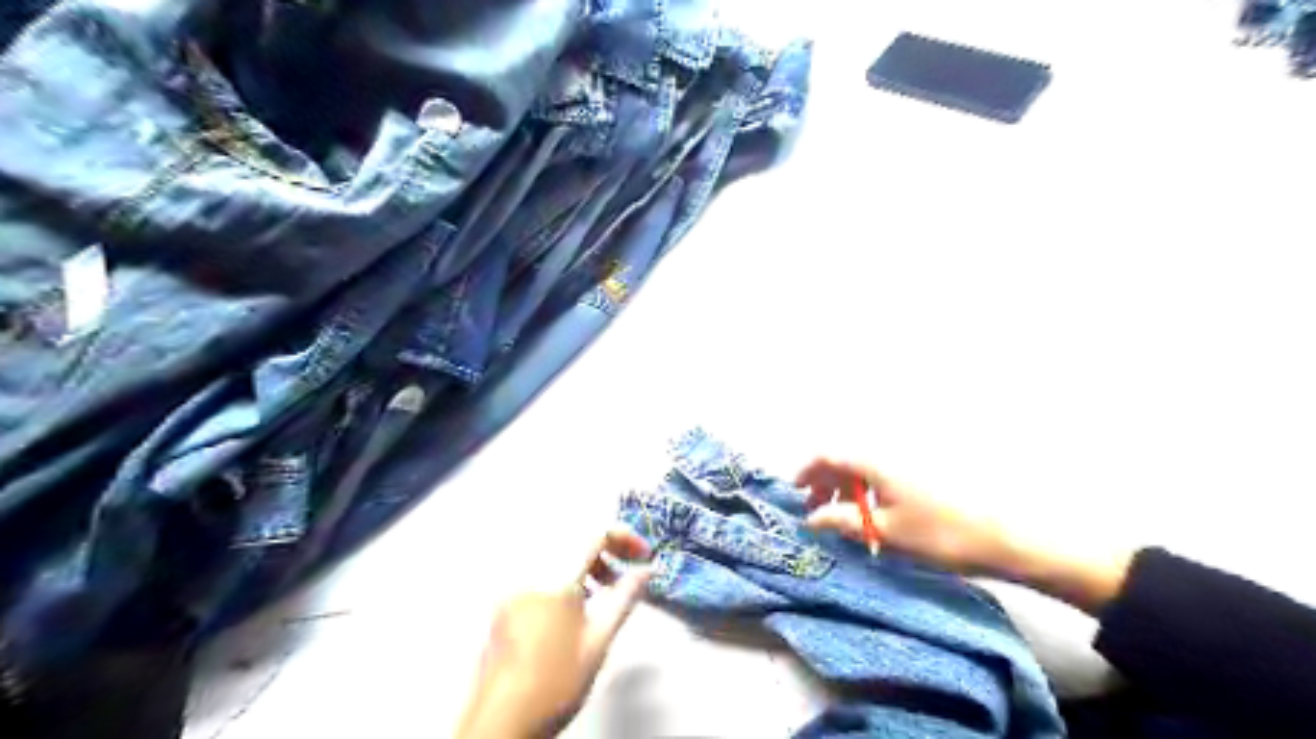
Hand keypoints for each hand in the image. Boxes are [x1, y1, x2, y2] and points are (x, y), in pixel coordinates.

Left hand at [458, 530, 650, 734]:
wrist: (503, 722)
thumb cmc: (556, 682)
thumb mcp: (599, 640)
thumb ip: (625, 598)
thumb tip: (647, 570)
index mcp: (555, 577)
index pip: (594, 532)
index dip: (625, 537)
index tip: (644, 555)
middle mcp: (529, 571)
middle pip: (573, 536)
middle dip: (606, 547)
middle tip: (626, 571)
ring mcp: (513, 585)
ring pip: (556, 551)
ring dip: (586, 560)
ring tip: (605, 590)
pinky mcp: (505, 600)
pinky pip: (540, 568)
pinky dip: (564, 573)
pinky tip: (576, 602)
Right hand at [797, 462, 1123, 610]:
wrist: (1009, 537)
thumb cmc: (941, 534)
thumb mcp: (887, 532)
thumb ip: (844, 522)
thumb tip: (812, 519)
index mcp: (876, 461)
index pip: (828, 454)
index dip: (806, 470)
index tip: (795, 494)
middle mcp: (890, 453)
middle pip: (845, 458)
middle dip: (824, 481)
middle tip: (817, 512)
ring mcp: (910, 461)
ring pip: (864, 466)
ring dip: (846, 487)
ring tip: (845, 518)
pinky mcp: (926, 473)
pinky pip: (883, 473)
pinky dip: (868, 489)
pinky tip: (875, 515)